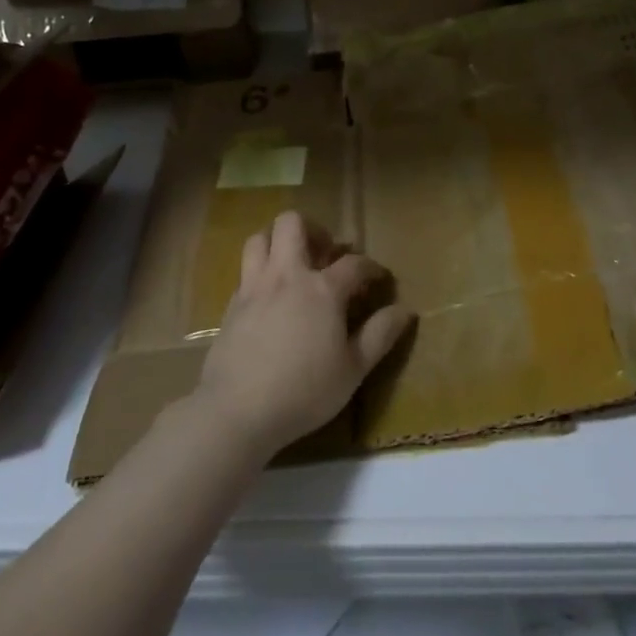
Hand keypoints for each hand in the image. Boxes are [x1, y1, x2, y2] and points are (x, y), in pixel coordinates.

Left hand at [192, 210, 412, 457]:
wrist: (237, 411)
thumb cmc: (304, 391)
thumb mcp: (353, 369)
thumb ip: (380, 335)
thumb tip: (405, 311)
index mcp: (322, 289)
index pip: (354, 263)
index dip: (371, 267)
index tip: (378, 278)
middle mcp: (286, 276)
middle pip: (293, 224)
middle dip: (313, 229)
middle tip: (325, 253)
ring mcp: (254, 287)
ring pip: (260, 238)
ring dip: (278, 241)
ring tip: (293, 263)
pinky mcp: (231, 306)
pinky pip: (246, 271)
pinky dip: (261, 271)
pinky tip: (270, 296)